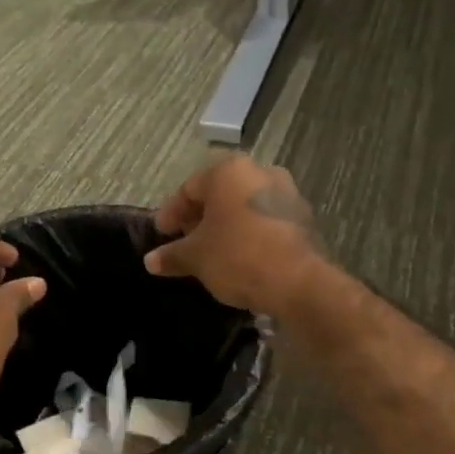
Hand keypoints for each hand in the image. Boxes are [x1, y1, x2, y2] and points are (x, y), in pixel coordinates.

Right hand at [145, 156, 326, 315]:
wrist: (299, 282)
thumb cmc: (238, 257)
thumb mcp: (197, 257)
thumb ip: (172, 255)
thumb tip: (150, 260)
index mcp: (229, 171)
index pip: (189, 188)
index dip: (171, 213)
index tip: (162, 234)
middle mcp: (260, 172)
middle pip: (219, 193)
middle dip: (199, 218)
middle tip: (185, 242)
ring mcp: (287, 193)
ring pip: (244, 206)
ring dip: (226, 225)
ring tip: (212, 251)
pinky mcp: (304, 218)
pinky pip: (265, 221)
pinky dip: (249, 233)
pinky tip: (240, 256)